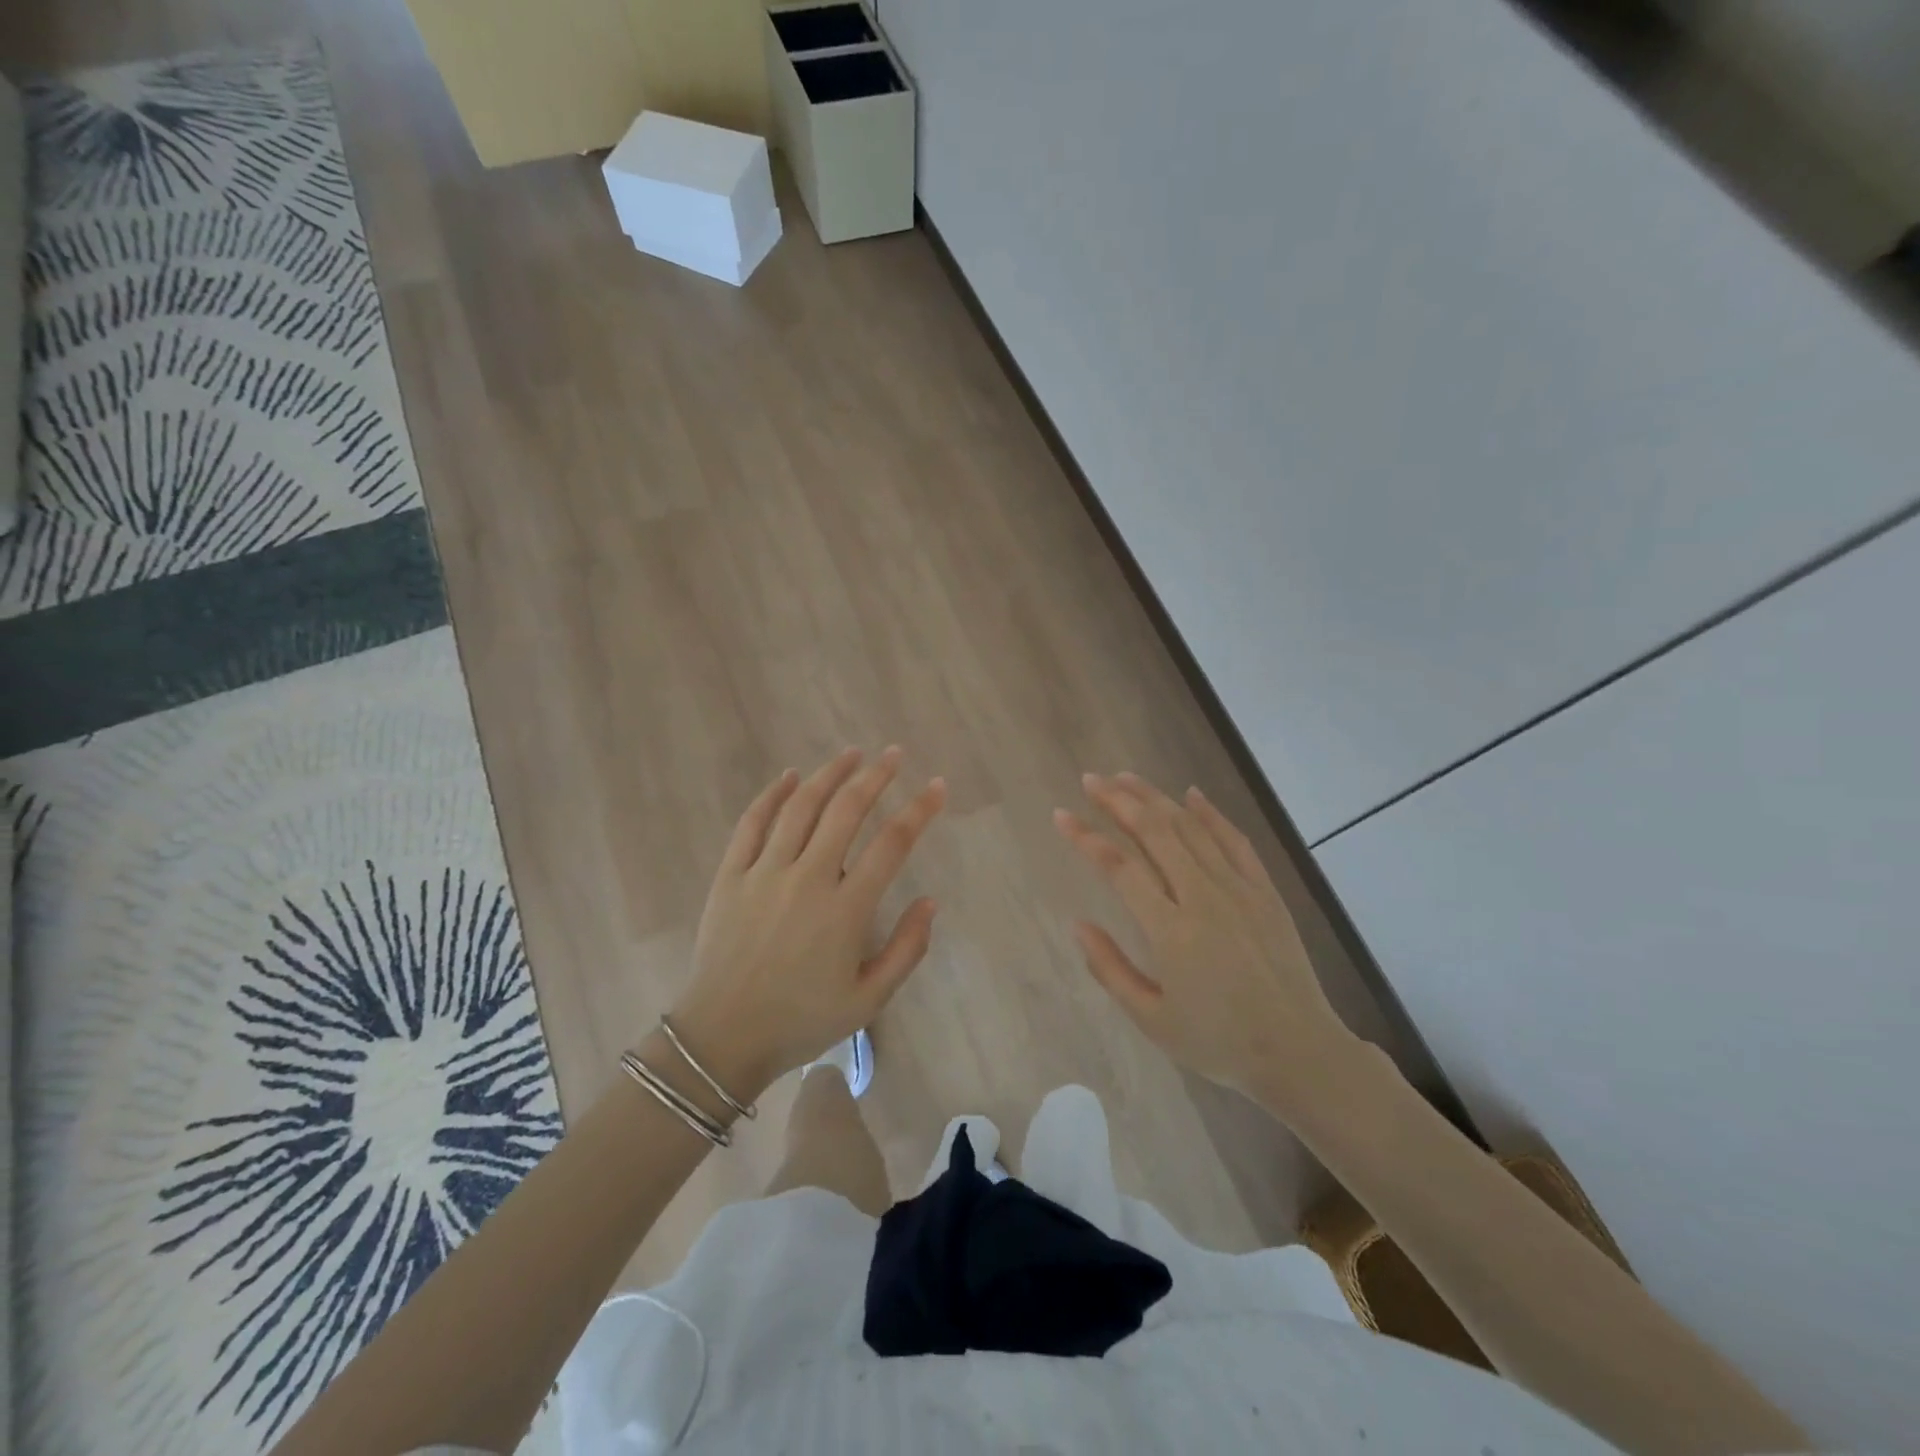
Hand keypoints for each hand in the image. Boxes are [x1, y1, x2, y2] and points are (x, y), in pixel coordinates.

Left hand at [669, 747, 946, 1095]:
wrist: (722, 1038)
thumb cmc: (801, 1021)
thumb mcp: (868, 1001)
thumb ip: (907, 950)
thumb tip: (930, 901)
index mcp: (846, 910)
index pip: (892, 844)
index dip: (920, 810)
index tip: (937, 786)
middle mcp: (807, 879)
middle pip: (846, 811)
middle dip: (875, 776)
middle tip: (893, 755)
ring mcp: (765, 873)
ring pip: (801, 807)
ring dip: (829, 775)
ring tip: (851, 754)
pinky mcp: (731, 875)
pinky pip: (752, 823)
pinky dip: (772, 794)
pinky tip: (790, 775)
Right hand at [1054, 772, 1353, 1106]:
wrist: (1298, 1051)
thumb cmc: (1218, 1042)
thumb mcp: (1152, 1019)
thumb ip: (1110, 969)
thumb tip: (1079, 925)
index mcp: (1171, 931)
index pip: (1119, 868)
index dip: (1086, 838)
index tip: (1061, 815)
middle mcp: (1203, 897)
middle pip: (1154, 832)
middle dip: (1118, 801)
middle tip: (1091, 780)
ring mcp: (1238, 889)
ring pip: (1191, 828)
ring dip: (1155, 798)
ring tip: (1126, 778)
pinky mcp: (1264, 891)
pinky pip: (1235, 840)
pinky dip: (1211, 813)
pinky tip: (1191, 794)